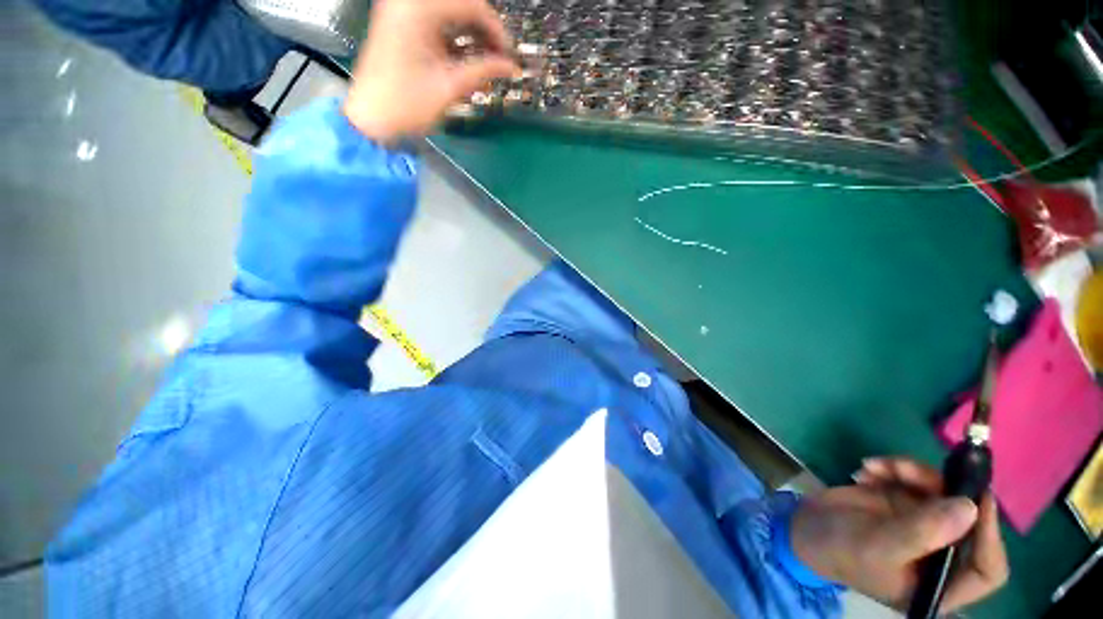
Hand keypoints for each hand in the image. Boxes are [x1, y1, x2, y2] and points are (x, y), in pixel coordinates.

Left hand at [343, 0, 519, 141]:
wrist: (370, 119)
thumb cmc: (407, 105)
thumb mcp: (449, 87)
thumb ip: (483, 70)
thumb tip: (511, 66)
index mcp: (418, 9)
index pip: (471, 4)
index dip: (496, 28)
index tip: (510, 54)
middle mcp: (408, 1)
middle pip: (460, 5)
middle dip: (484, 30)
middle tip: (499, 58)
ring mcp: (401, 10)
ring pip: (449, 12)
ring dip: (470, 34)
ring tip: (486, 63)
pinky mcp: (399, 23)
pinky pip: (435, 21)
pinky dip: (454, 37)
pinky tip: (466, 59)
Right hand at [791, 458, 1007, 613]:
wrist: (806, 527)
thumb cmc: (842, 550)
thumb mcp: (878, 546)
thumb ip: (922, 532)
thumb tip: (970, 508)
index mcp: (940, 583)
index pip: (987, 569)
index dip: (991, 537)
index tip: (978, 499)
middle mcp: (941, 554)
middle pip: (965, 518)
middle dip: (939, 488)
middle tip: (906, 469)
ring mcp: (925, 525)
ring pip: (942, 491)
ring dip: (910, 472)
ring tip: (874, 466)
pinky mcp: (907, 502)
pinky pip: (916, 479)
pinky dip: (893, 469)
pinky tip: (867, 470)